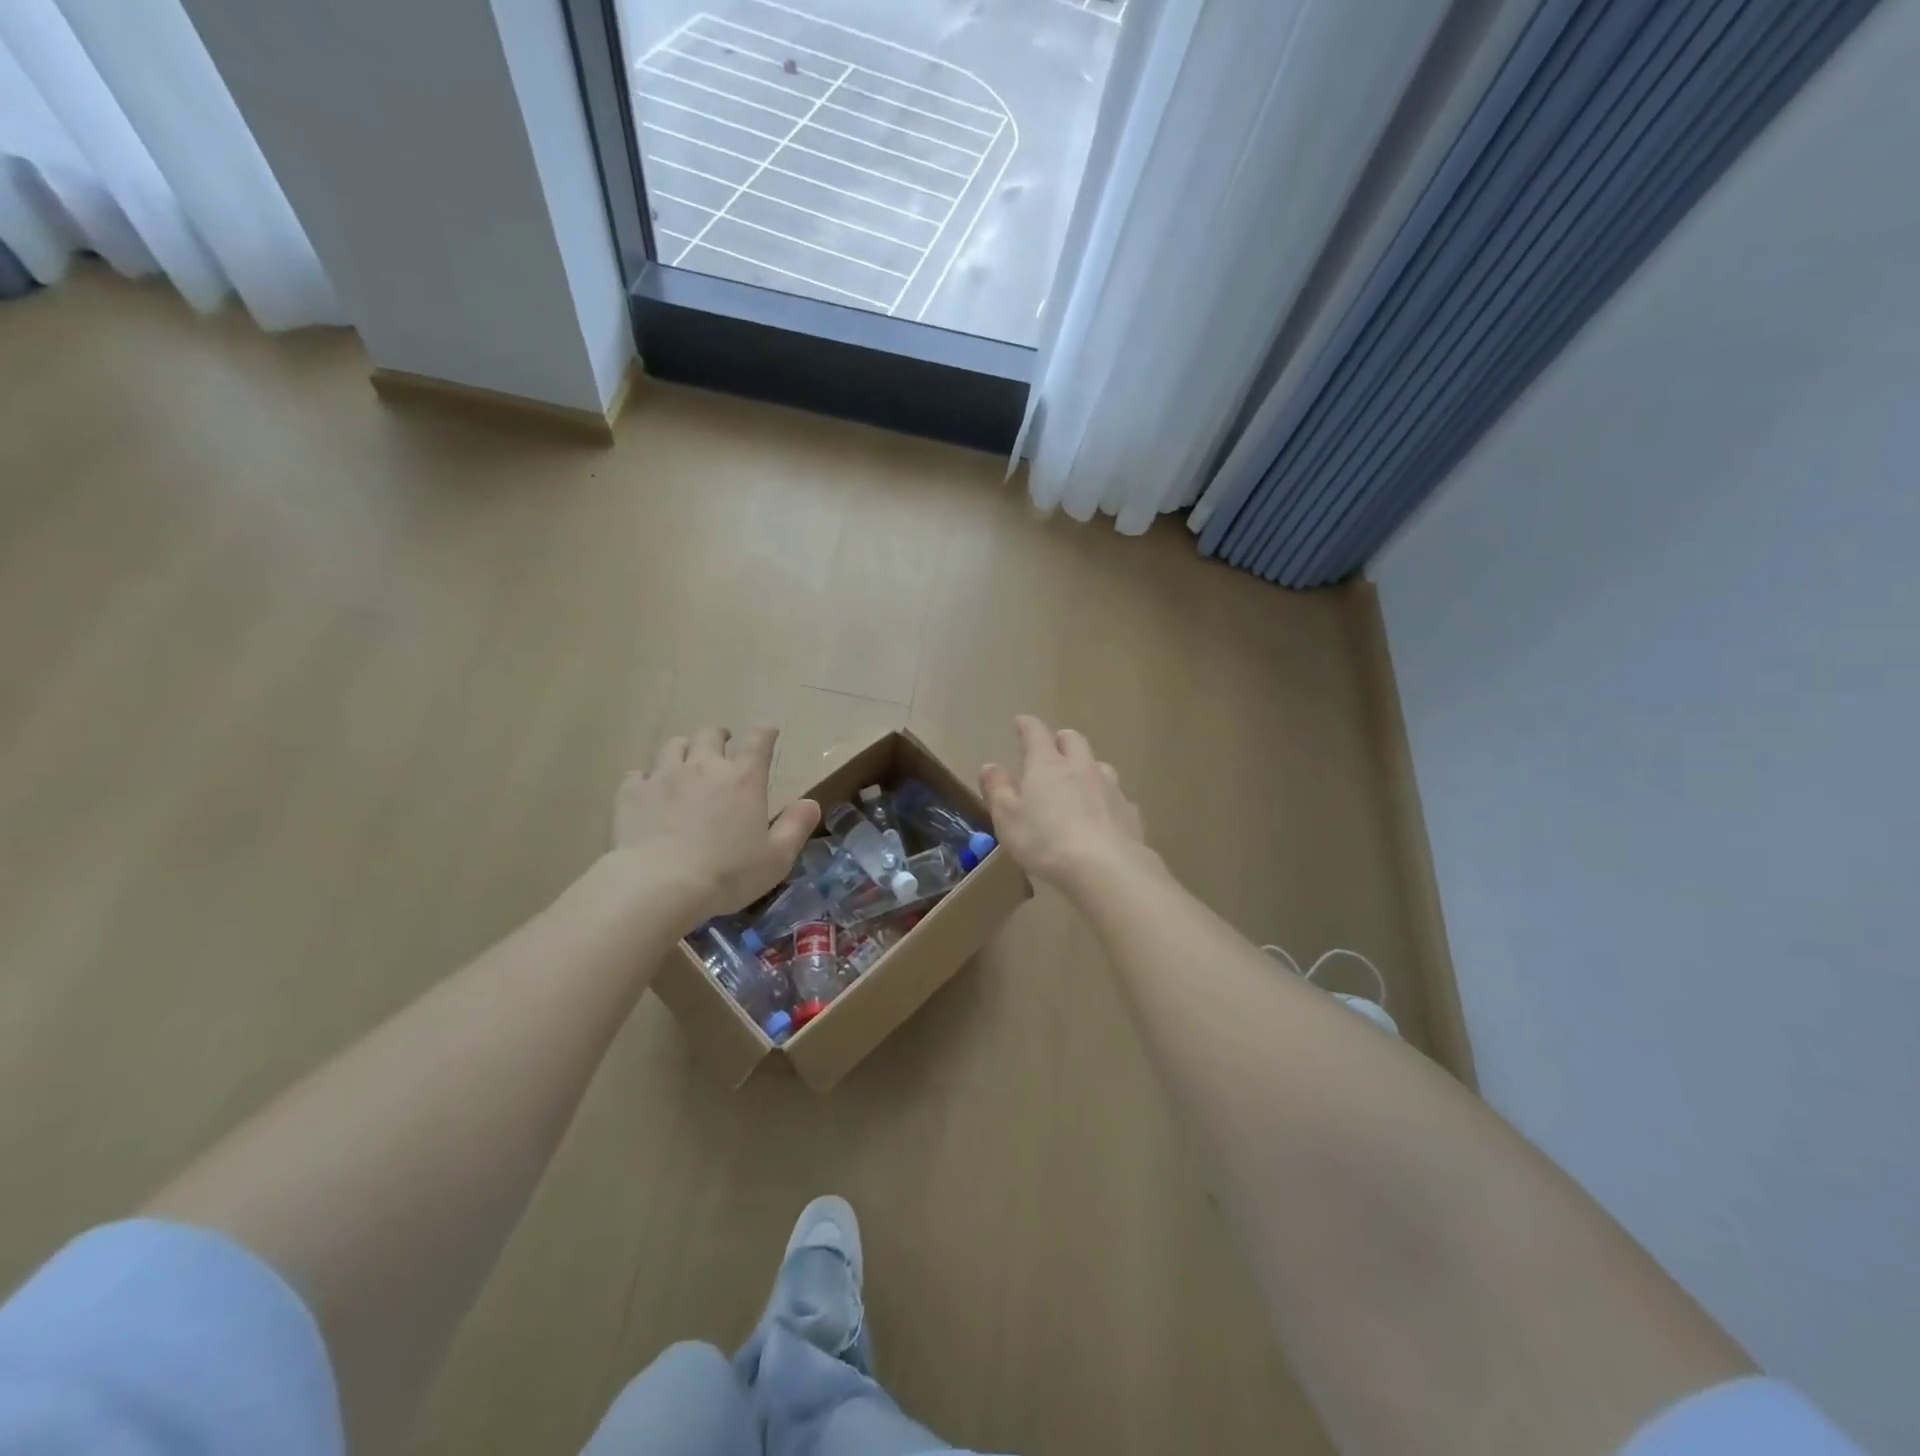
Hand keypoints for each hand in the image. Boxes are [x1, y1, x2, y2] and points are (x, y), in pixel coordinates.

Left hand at [610, 726, 819, 925]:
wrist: (658, 885)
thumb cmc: (727, 873)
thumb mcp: (776, 858)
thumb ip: (796, 827)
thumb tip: (812, 803)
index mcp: (743, 779)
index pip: (758, 740)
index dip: (764, 731)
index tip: (767, 731)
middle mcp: (704, 767)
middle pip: (710, 734)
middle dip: (719, 736)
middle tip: (722, 745)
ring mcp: (664, 776)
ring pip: (673, 746)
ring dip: (683, 750)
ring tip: (685, 762)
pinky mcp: (631, 792)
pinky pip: (638, 773)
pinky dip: (647, 778)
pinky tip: (649, 791)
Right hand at [980, 715, 1150, 891]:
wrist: (1105, 867)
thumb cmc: (1045, 840)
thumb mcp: (1007, 817)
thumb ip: (998, 790)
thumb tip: (991, 766)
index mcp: (1047, 765)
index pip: (1036, 733)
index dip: (1027, 725)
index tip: (1021, 722)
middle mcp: (1081, 767)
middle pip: (1073, 740)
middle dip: (1060, 740)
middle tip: (1051, 750)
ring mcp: (1110, 787)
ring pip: (1099, 765)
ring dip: (1086, 768)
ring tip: (1078, 783)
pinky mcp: (1129, 812)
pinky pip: (1116, 797)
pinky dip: (1105, 800)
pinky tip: (1102, 816)